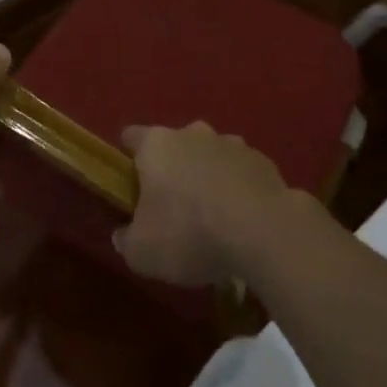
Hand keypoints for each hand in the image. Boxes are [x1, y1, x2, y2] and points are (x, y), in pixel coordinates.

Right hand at [113, 122, 296, 285]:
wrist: (264, 233)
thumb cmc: (190, 234)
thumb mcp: (142, 252)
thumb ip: (126, 240)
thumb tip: (122, 234)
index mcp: (156, 145)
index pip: (131, 137)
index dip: (127, 160)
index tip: (130, 187)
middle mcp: (193, 133)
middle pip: (173, 144)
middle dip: (171, 169)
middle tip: (171, 208)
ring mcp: (232, 143)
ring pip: (210, 155)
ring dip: (207, 176)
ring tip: (212, 217)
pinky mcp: (263, 161)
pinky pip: (240, 171)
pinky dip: (237, 188)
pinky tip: (242, 220)